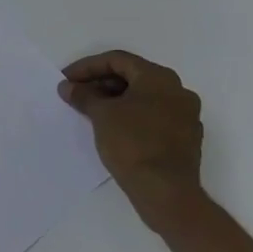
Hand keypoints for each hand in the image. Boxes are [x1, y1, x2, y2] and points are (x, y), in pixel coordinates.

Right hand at [58, 50, 205, 232]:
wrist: (165, 191)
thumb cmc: (132, 143)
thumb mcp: (101, 115)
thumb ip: (83, 95)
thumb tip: (68, 87)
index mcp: (159, 78)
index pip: (117, 60)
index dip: (87, 67)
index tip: (66, 80)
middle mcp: (178, 91)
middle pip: (132, 76)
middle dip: (100, 83)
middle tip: (76, 94)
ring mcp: (185, 115)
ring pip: (143, 97)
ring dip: (114, 99)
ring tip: (89, 111)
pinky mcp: (185, 138)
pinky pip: (153, 115)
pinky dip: (130, 115)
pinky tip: (112, 128)